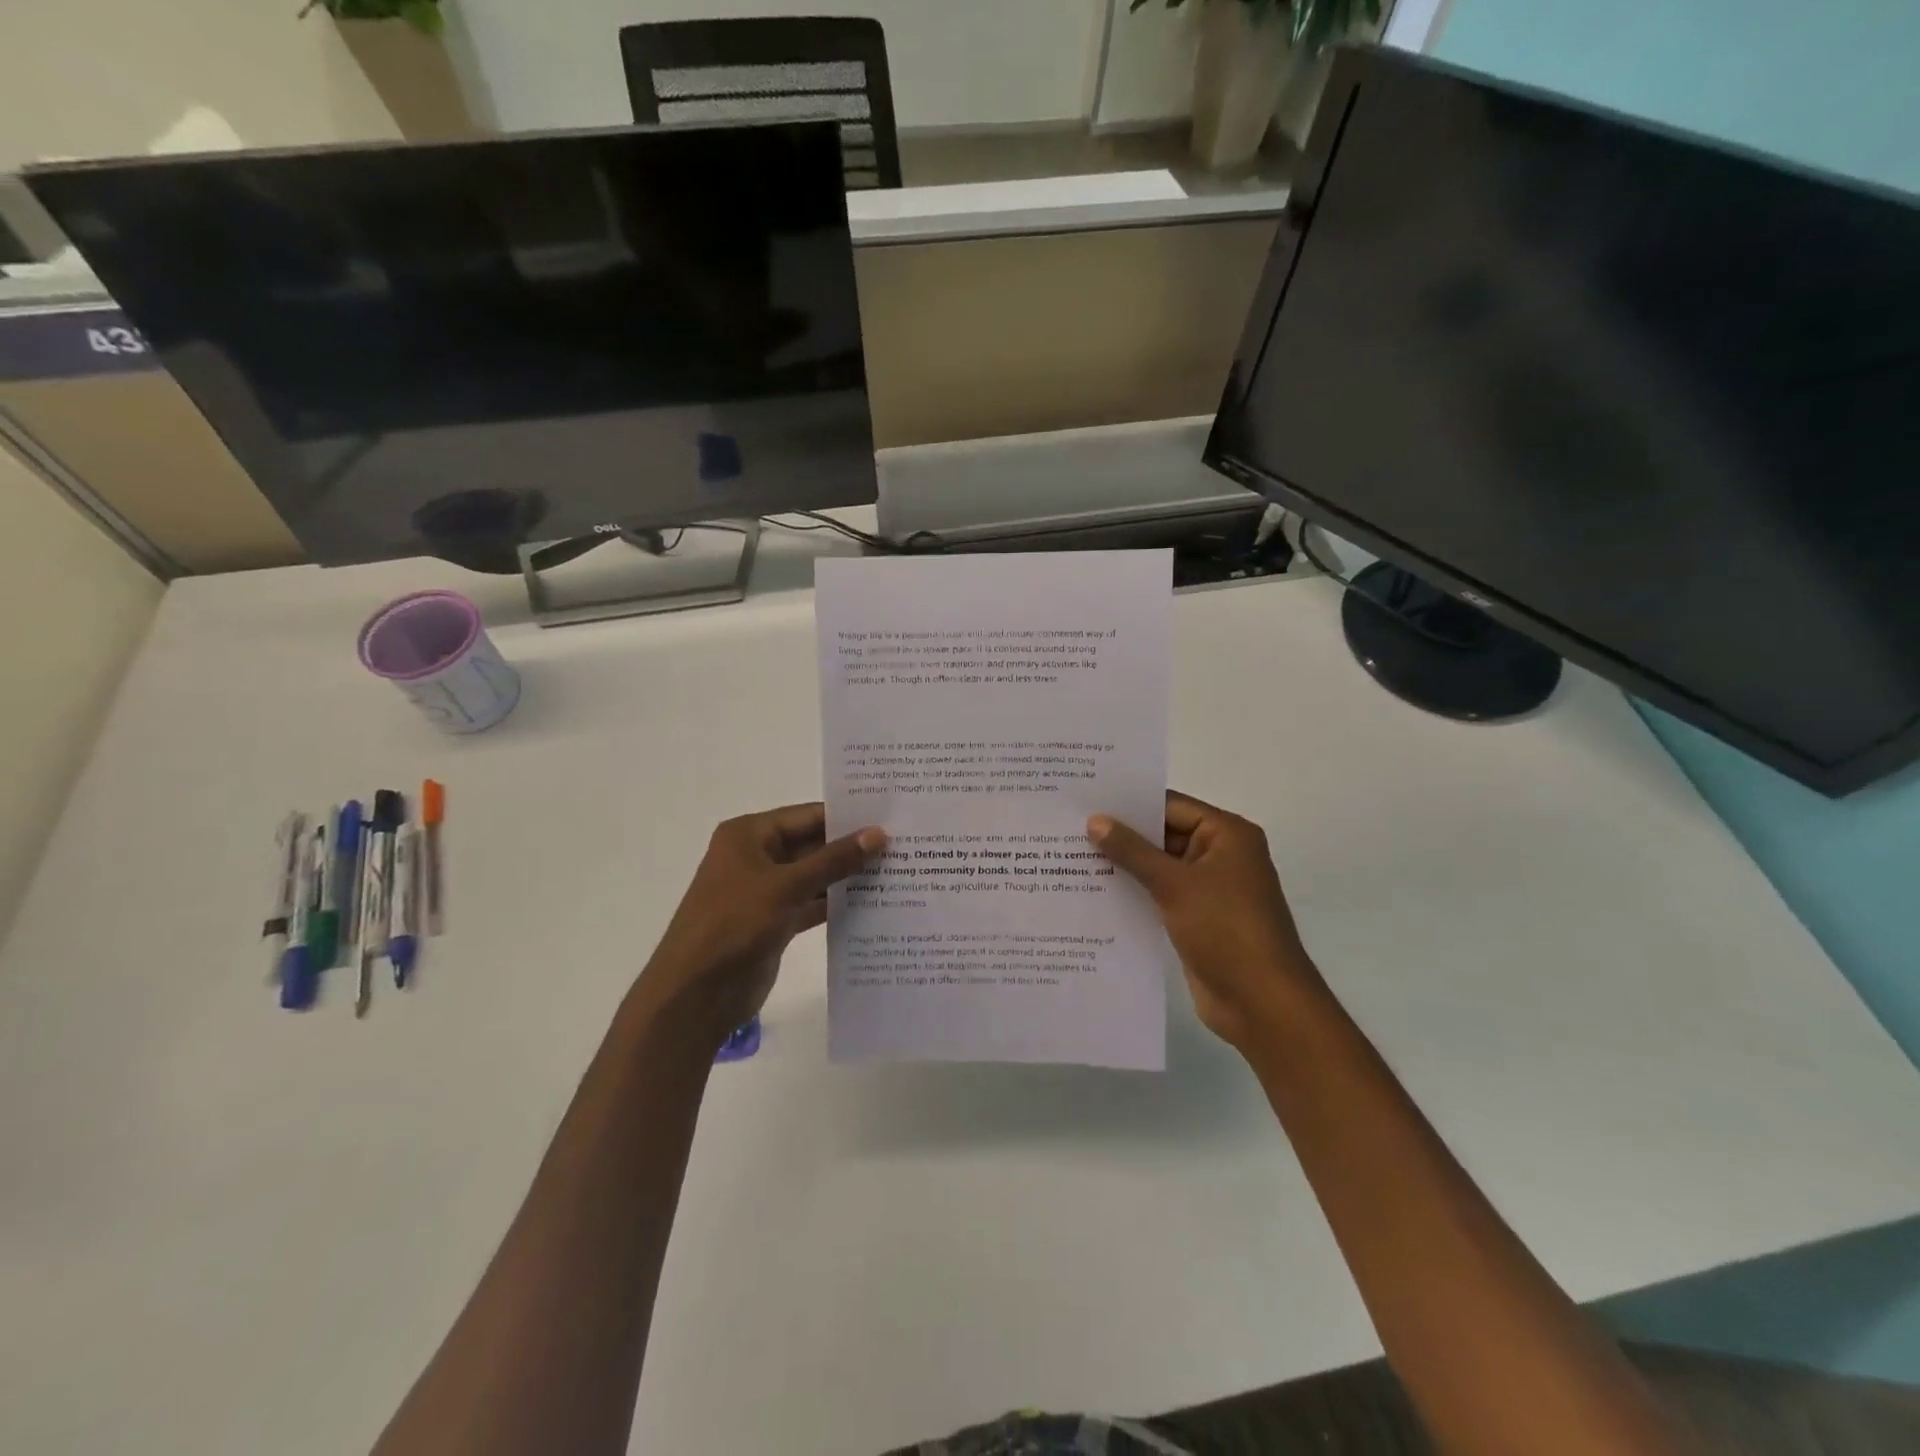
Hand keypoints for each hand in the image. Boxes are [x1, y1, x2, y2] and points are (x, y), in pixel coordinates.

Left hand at [639, 803, 884, 1045]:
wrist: (695, 995)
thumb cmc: (733, 925)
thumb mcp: (786, 886)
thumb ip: (834, 860)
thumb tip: (879, 834)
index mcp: (749, 835)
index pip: (808, 816)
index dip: (848, 817)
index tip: (892, 818)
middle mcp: (757, 857)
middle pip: (813, 845)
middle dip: (853, 848)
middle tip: (905, 846)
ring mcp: (766, 891)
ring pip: (815, 876)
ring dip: (849, 878)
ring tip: (899, 872)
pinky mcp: (775, 922)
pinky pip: (812, 904)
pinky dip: (837, 904)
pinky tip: (875, 905)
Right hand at [1089, 791, 1323, 1049]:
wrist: (1261, 1003)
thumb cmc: (1225, 930)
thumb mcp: (1174, 884)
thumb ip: (1132, 851)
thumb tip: (1095, 820)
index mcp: (1227, 835)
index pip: (1170, 806)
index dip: (1129, 804)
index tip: (1085, 800)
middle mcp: (1220, 855)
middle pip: (1163, 835)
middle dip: (1121, 836)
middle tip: (1069, 828)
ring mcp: (1209, 889)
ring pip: (1159, 867)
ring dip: (1123, 866)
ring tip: (1071, 856)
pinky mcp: (1197, 918)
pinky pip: (1160, 895)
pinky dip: (1133, 892)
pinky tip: (1094, 892)